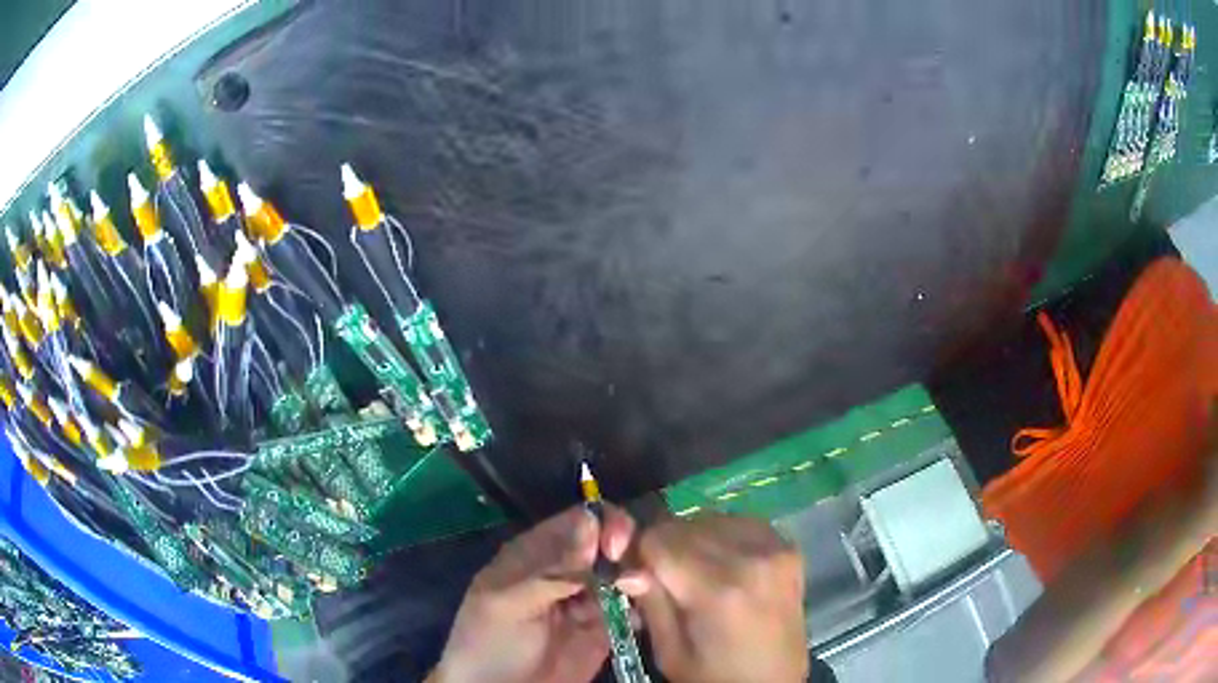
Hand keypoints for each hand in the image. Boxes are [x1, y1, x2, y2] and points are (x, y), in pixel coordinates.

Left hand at [428, 504, 634, 682]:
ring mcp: (587, 599)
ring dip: (637, 578)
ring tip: (636, 595)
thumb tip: (592, 522)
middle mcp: (567, 570)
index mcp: (538, 553)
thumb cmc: (490, 642)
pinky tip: (636, 618)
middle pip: (608, 542)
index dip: (603, 524)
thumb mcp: (508, 603)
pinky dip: (641, 607)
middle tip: (632, 576)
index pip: (579, 521)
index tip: (615, 547)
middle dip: (626, 550)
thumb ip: (551, 569)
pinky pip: (631, 608)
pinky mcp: (604, 628)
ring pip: (624, 572)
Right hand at [625, 513, 806, 682]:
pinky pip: (742, 523)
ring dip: (693, 539)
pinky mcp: (789, 548)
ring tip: (694, 573)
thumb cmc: (715, 676)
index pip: (659, 539)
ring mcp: (775, 548)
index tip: (636, 575)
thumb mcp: (670, 652)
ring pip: (711, 518)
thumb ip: (651, 603)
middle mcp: (751, 557)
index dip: (639, 554)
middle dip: (664, 547)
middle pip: (685, 524)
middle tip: (663, 579)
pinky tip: (722, 565)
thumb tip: (629, 569)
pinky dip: (723, 536)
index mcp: (718, 589)